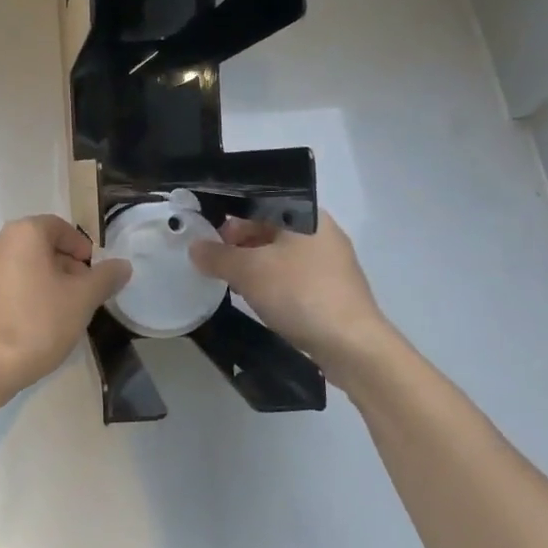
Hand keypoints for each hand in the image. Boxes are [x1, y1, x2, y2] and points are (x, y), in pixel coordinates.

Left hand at [0, 215, 131, 395]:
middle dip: (65, 264)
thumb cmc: (40, 321)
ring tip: (63, 308)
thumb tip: (123, 265)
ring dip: (45, 279)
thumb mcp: (83, 298)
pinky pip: (6, 283)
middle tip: (83, 291)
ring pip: (22, 264)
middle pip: (39, 245)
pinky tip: (36, 320)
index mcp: (23, 234)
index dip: (81, 246)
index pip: (58, 227)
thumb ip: (106, 277)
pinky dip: (24, 292)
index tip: (93, 272)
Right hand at [189, 214, 398, 382]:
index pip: (258, 202)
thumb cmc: (299, 293)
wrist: (352, 345)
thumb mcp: (249, 271)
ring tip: (232, 282)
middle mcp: (321, 231)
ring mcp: (331, 262)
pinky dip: (272, 283)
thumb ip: (218, 256)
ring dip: (254, 266)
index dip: (229, 217)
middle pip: (269, 228)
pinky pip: (293, 277)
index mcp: (306, 214)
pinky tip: (258, 300)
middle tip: (214, 263)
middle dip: (239, 244)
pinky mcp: (333, 289)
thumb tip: (195, 248)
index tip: (206, 237)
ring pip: (281, 254)